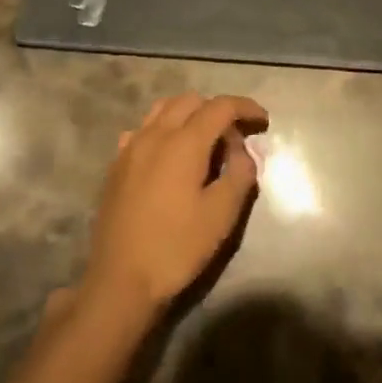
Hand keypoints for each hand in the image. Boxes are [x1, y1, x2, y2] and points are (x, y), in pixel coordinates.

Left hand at [85, 93, 268, 315]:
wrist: (120, 281)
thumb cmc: (176, 248)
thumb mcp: (221, 216)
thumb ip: (240, 174)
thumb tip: (243, 150)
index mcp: (184, 142)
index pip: (220, 106)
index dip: (245, 107)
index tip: (264, 121)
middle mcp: (155, 133)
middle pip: (191, 101)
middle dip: (218, 110)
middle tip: (235, 138)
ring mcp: (131, 146)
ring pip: (164, 109)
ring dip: (189, 114)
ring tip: (204, 140)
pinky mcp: (117, 164)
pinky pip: (144, 129)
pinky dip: (164, 129)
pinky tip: (169, 155)